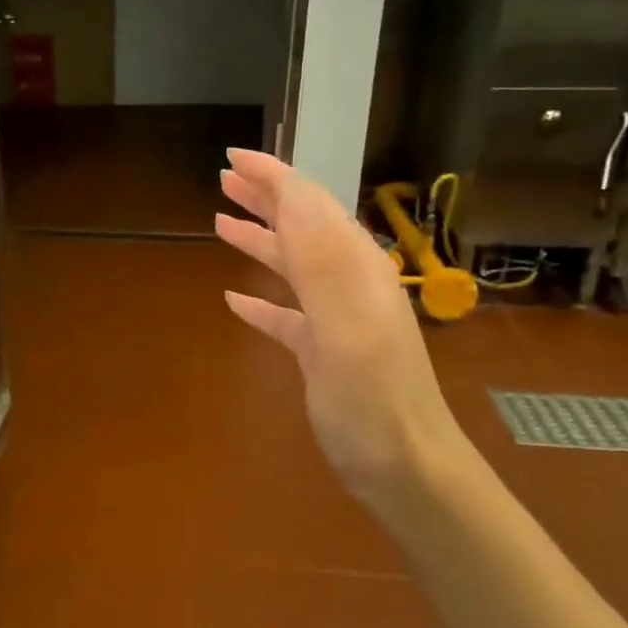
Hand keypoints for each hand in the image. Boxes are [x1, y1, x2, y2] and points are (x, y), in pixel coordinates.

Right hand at [214, 149, 464, 515]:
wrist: (407, 470)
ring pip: (292, 265)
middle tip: (224, 179)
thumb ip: (322, 262)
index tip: (234, 158)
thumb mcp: (347, 330)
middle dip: (265, 198)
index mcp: (354, 270)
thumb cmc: (373, 402)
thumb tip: (294, 195)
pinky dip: (260, 300)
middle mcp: (348, 284)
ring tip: (221, 221)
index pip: (311, 206)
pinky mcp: (324, 352)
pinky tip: (234, 299)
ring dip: (259, 239)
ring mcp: (336, 319)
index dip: (274, 177)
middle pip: (302, 227)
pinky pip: (286, 314)